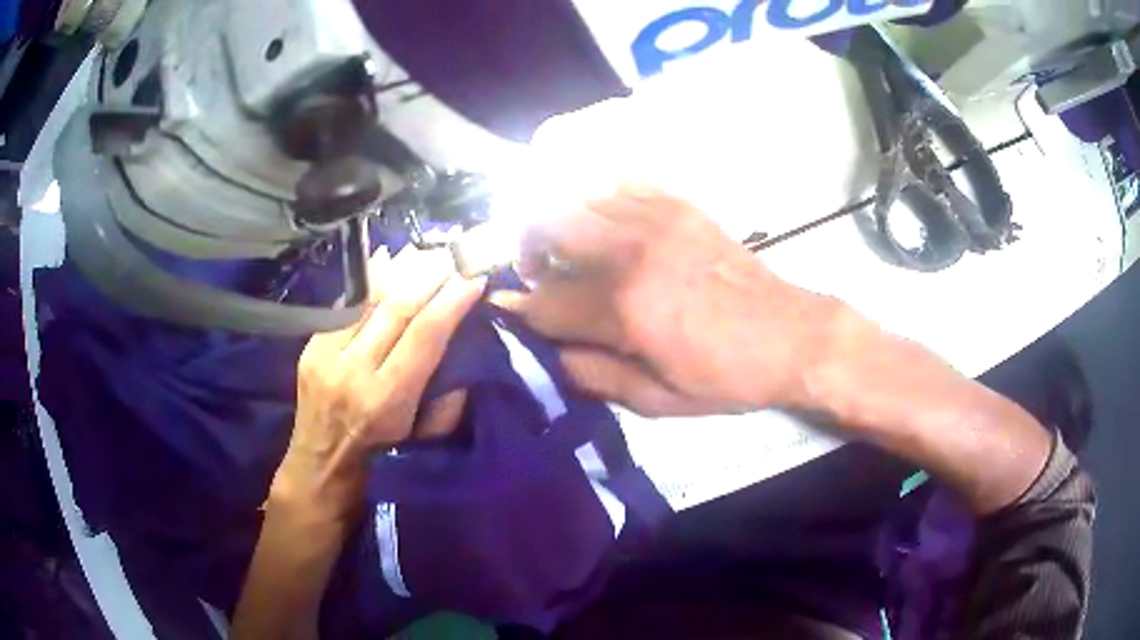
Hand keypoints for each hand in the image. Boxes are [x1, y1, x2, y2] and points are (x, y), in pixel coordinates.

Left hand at [273, 247, 484, 521]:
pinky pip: (346, 303)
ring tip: (426, 249)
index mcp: (387, 399)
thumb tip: (461, 350)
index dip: (451, 301)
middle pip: (396, 307)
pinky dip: (370, 278)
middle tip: (454, 252)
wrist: (320, 465)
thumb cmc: (380, 458)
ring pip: (368, 299)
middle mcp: (354, 370)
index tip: (473, 276)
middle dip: (430, 274)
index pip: (424, 335)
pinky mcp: (311, 346)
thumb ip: (446, 399)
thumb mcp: (422, 440)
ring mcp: (326, 354)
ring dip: (400, 269)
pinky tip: (388, 256)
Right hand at [492, 184, 842, 416]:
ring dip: (559, 221)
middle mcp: (632, 252)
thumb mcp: (657, 399)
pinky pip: (621, 184)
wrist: (790, 336)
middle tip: (537, 274)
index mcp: (625, 309)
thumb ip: (592, 375)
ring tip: (570, 248)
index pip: (545, 302)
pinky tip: (608, 225)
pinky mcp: (680, 206)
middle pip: (547, 224)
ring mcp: (657, 220)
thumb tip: (546, 353)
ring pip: (578, 197)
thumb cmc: (725, 376)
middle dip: (526, 248)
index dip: (518, 309)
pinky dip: (600, 199)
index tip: (503, 309)